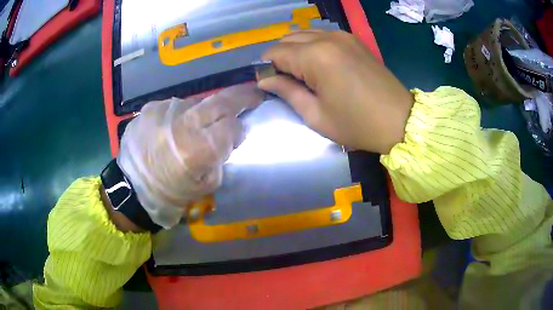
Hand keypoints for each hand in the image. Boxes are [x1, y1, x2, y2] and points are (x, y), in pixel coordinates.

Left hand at [117, 84, 262, 228]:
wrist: (131, 187)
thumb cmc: (170, 193)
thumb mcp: (205, 185)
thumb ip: (221, 158)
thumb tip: (229, 136)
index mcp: (198, 149)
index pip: (232, 126)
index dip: (239, 129)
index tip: (239, 133)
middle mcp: (183, 123)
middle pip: (221, 100)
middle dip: (242, 96)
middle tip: (253, 95)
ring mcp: (165, 111)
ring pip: (198, 102)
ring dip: (205, 111)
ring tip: (196, 127)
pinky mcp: (151, 107)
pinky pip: (176, 105)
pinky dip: (181, 115)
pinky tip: (173, 128)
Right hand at [258, 30, 413, 153]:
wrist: (399, 120)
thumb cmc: (357, 124)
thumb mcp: (316, 115)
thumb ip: (287, 91)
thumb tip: (265, 80)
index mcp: (316, 57)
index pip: (275, 53)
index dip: (267, 68)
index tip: (269, 84)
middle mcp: (327, 38)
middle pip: (288, 39)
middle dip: (280, 58)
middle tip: (286, 81)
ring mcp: (342, 36)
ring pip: (304, 34)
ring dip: (295, 50)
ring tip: (302, 73)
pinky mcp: (353, 39)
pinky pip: (322, 35)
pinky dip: (312, 45)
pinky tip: (319, 64)